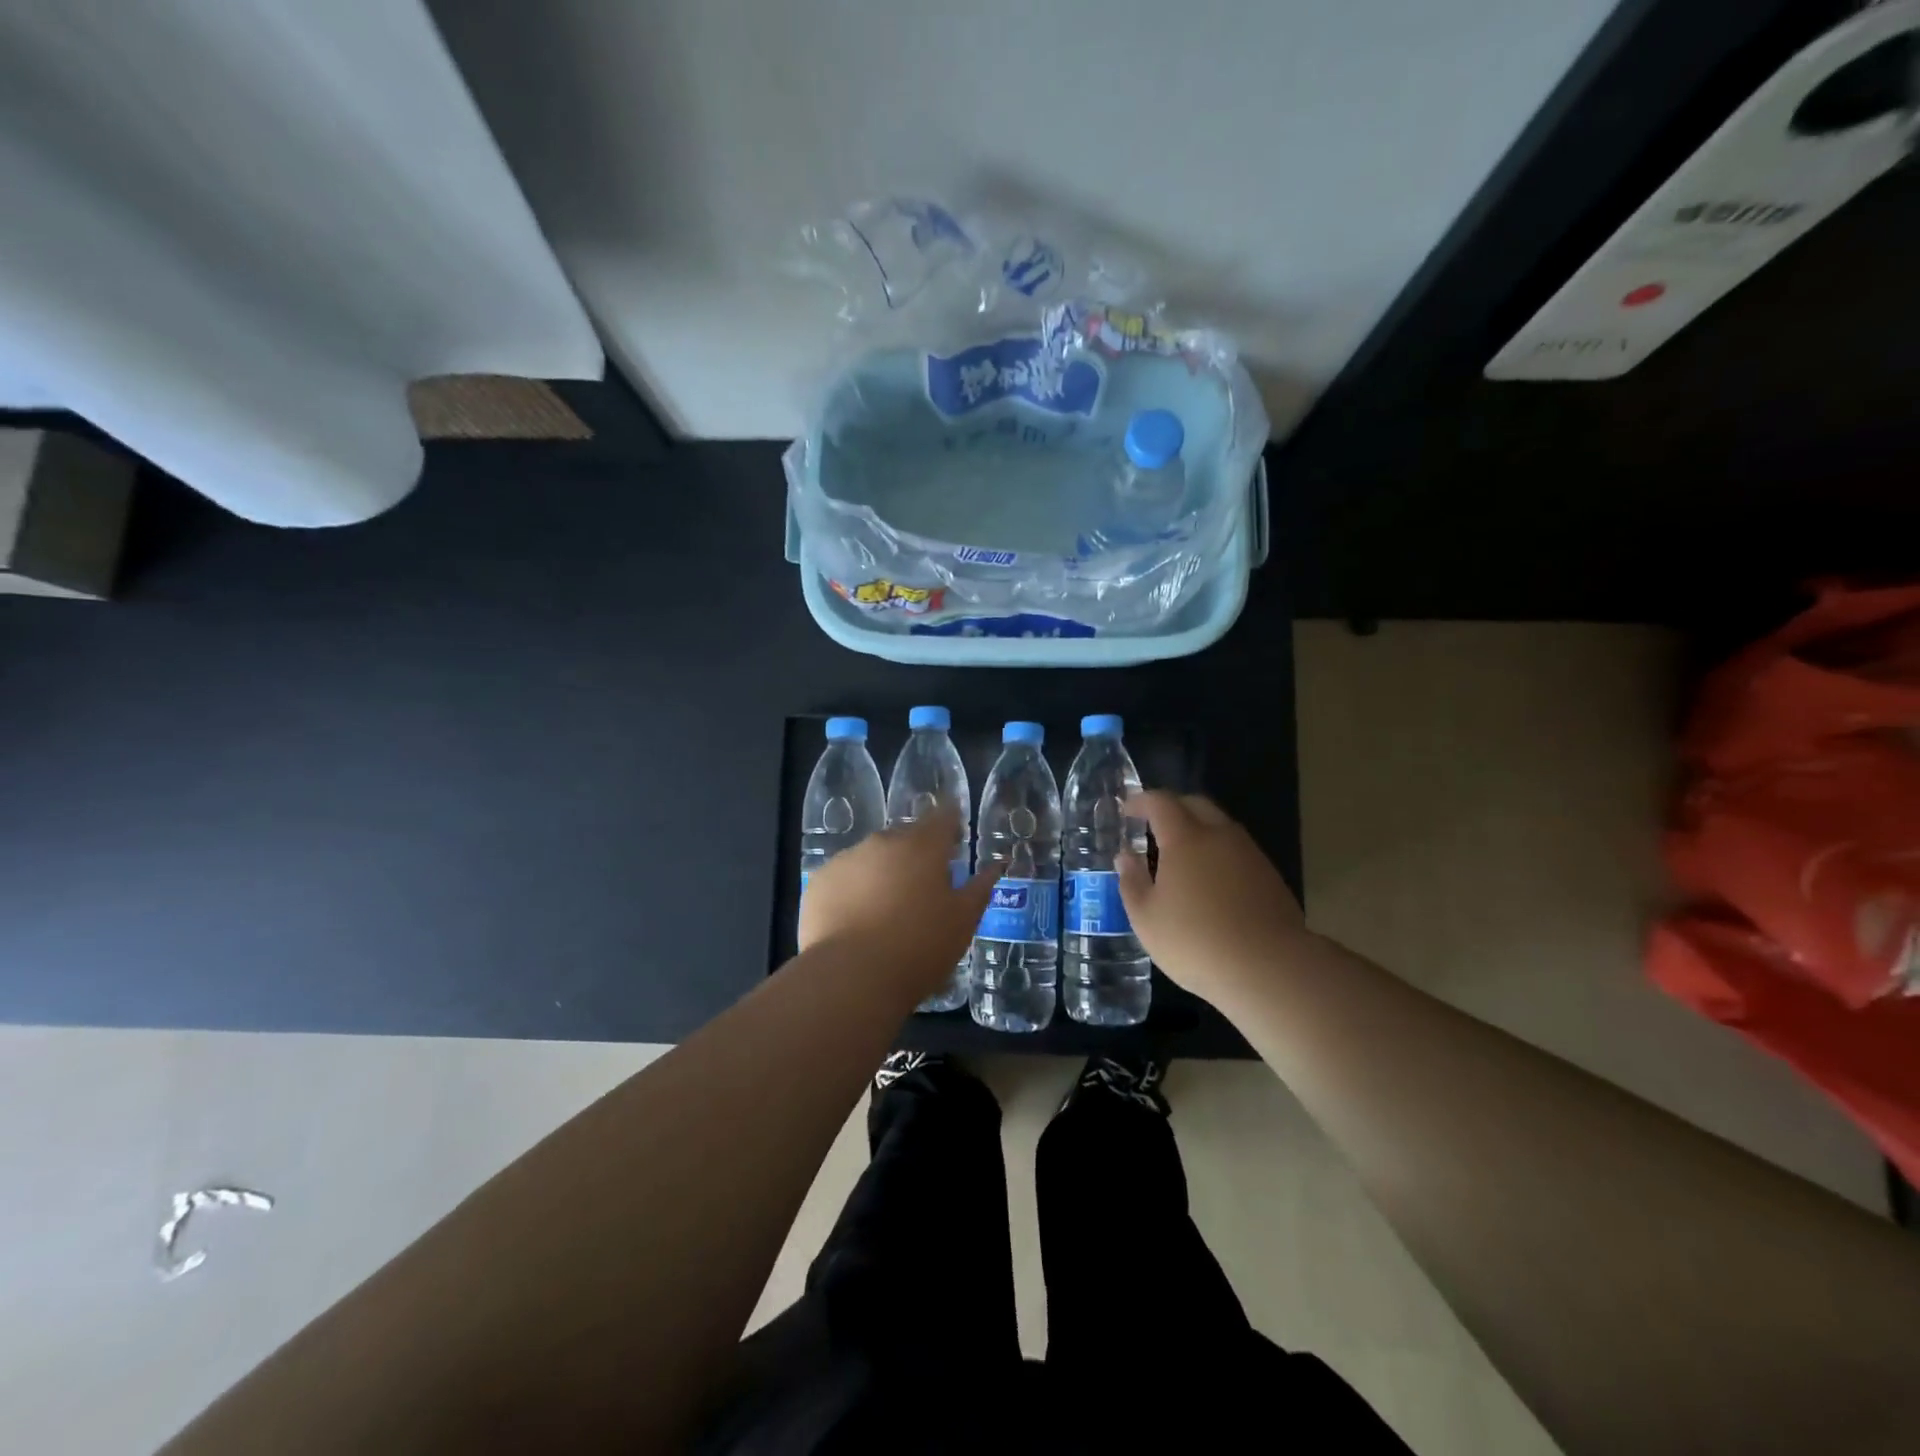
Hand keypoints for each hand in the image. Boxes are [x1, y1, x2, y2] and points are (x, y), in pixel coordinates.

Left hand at [798, 804, 1000, 994]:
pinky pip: (844, 877)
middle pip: (905, 836)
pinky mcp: (819, 881)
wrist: (852, 977)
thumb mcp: (963, 921)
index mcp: (924, 845)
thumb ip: (981, 886)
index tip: (955, 839)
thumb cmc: (920, 947)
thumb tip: (997, 863)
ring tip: (886, 908)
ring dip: (883, 871)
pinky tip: (856, 919)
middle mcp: (884, 841)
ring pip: (872, 856)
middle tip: (923, 885)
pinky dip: (853, 889)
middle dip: (916, 852)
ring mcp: (847, 859)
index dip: (951, 824)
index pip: (943, 816)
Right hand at [1116, 791, 1306, 999]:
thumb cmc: (1195, 941)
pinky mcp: (1270, 876)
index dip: (1141, 801)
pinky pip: (1237, 850)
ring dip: (1198, 829)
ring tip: (1181, 856)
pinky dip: (1218, 853)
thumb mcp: (1146, 918)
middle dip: (1172, 807)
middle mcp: (1220, 836)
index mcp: (1186, 838)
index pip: (1161, 802)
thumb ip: (1131, 881)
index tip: (1127, 810)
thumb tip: (1125, 856)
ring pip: (1220, 826)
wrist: (1269, 968)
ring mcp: (1250, 854)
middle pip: (1196, 804)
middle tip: (1153, 825)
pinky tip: (1210, 882)